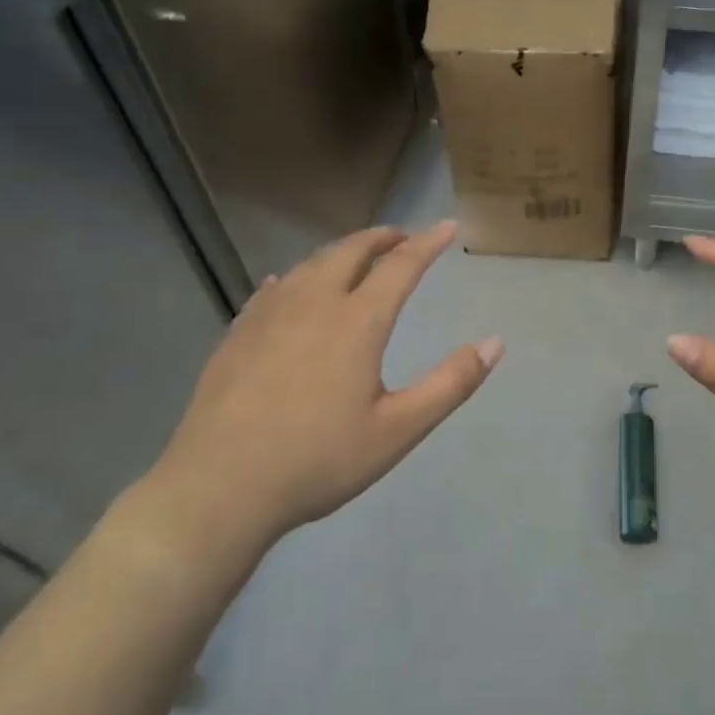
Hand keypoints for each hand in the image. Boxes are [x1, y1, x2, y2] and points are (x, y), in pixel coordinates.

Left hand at [139, 221, 501, 570]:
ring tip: (355, 257)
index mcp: (358, 321)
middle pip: (351, 251)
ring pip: (311, 264)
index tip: (447, 226)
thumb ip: (451, 383)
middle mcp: (314, 302)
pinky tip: (289, 286)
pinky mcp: (238, 333)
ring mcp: (270, 314)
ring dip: (341, 252)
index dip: (427, 243)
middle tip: (401, 236)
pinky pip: (275, 288)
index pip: (401, 265)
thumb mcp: (398, 430)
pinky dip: (296, 278)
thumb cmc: (318, 460)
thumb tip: (496, 342)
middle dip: (382, 237)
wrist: (218, 489)